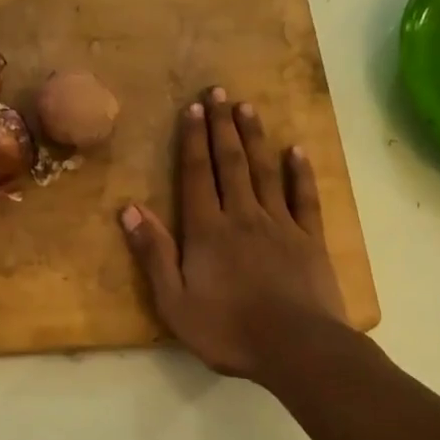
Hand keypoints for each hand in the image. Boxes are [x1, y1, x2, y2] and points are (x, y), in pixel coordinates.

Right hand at [120, 88, 345, 380]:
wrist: (296, 348)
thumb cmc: (228, 330)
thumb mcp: (175, 301)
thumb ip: (153, 254)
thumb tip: (130, 210)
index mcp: (207, 230)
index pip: (197, 175)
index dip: (193, 140)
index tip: (193, 108)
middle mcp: (242, 216)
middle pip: (230, 163)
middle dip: (222, 126)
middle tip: (219, 91)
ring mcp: (280, 224)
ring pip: (264, 171)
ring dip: (254, 137)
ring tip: (248, 107)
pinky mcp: (309, 239)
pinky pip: (304, 197)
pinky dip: (299, 172)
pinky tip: (297, 150)